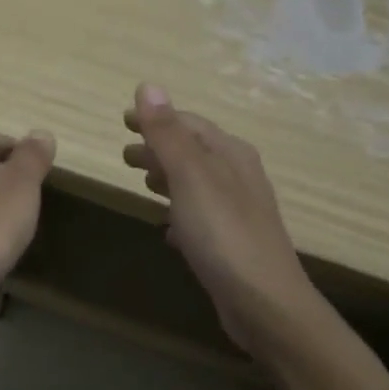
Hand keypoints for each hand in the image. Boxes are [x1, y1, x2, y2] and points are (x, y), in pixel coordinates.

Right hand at [123, 84, 324, 353]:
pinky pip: (199, 217)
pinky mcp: (231, 245)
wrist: (264, 304)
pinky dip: (179, 213)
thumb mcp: (190, 176)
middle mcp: (238, 177)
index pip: (189, 124)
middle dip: (159, 148)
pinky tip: (166, 229)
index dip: (157, 119)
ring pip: (196, 184)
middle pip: (193, 152)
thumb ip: (167, 133)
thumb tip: (148, 85)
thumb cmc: (223, 234)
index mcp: (230, 155)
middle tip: (125, 155)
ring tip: (142, 182)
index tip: (125, 119)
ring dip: (168, 178)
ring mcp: (237, 213)